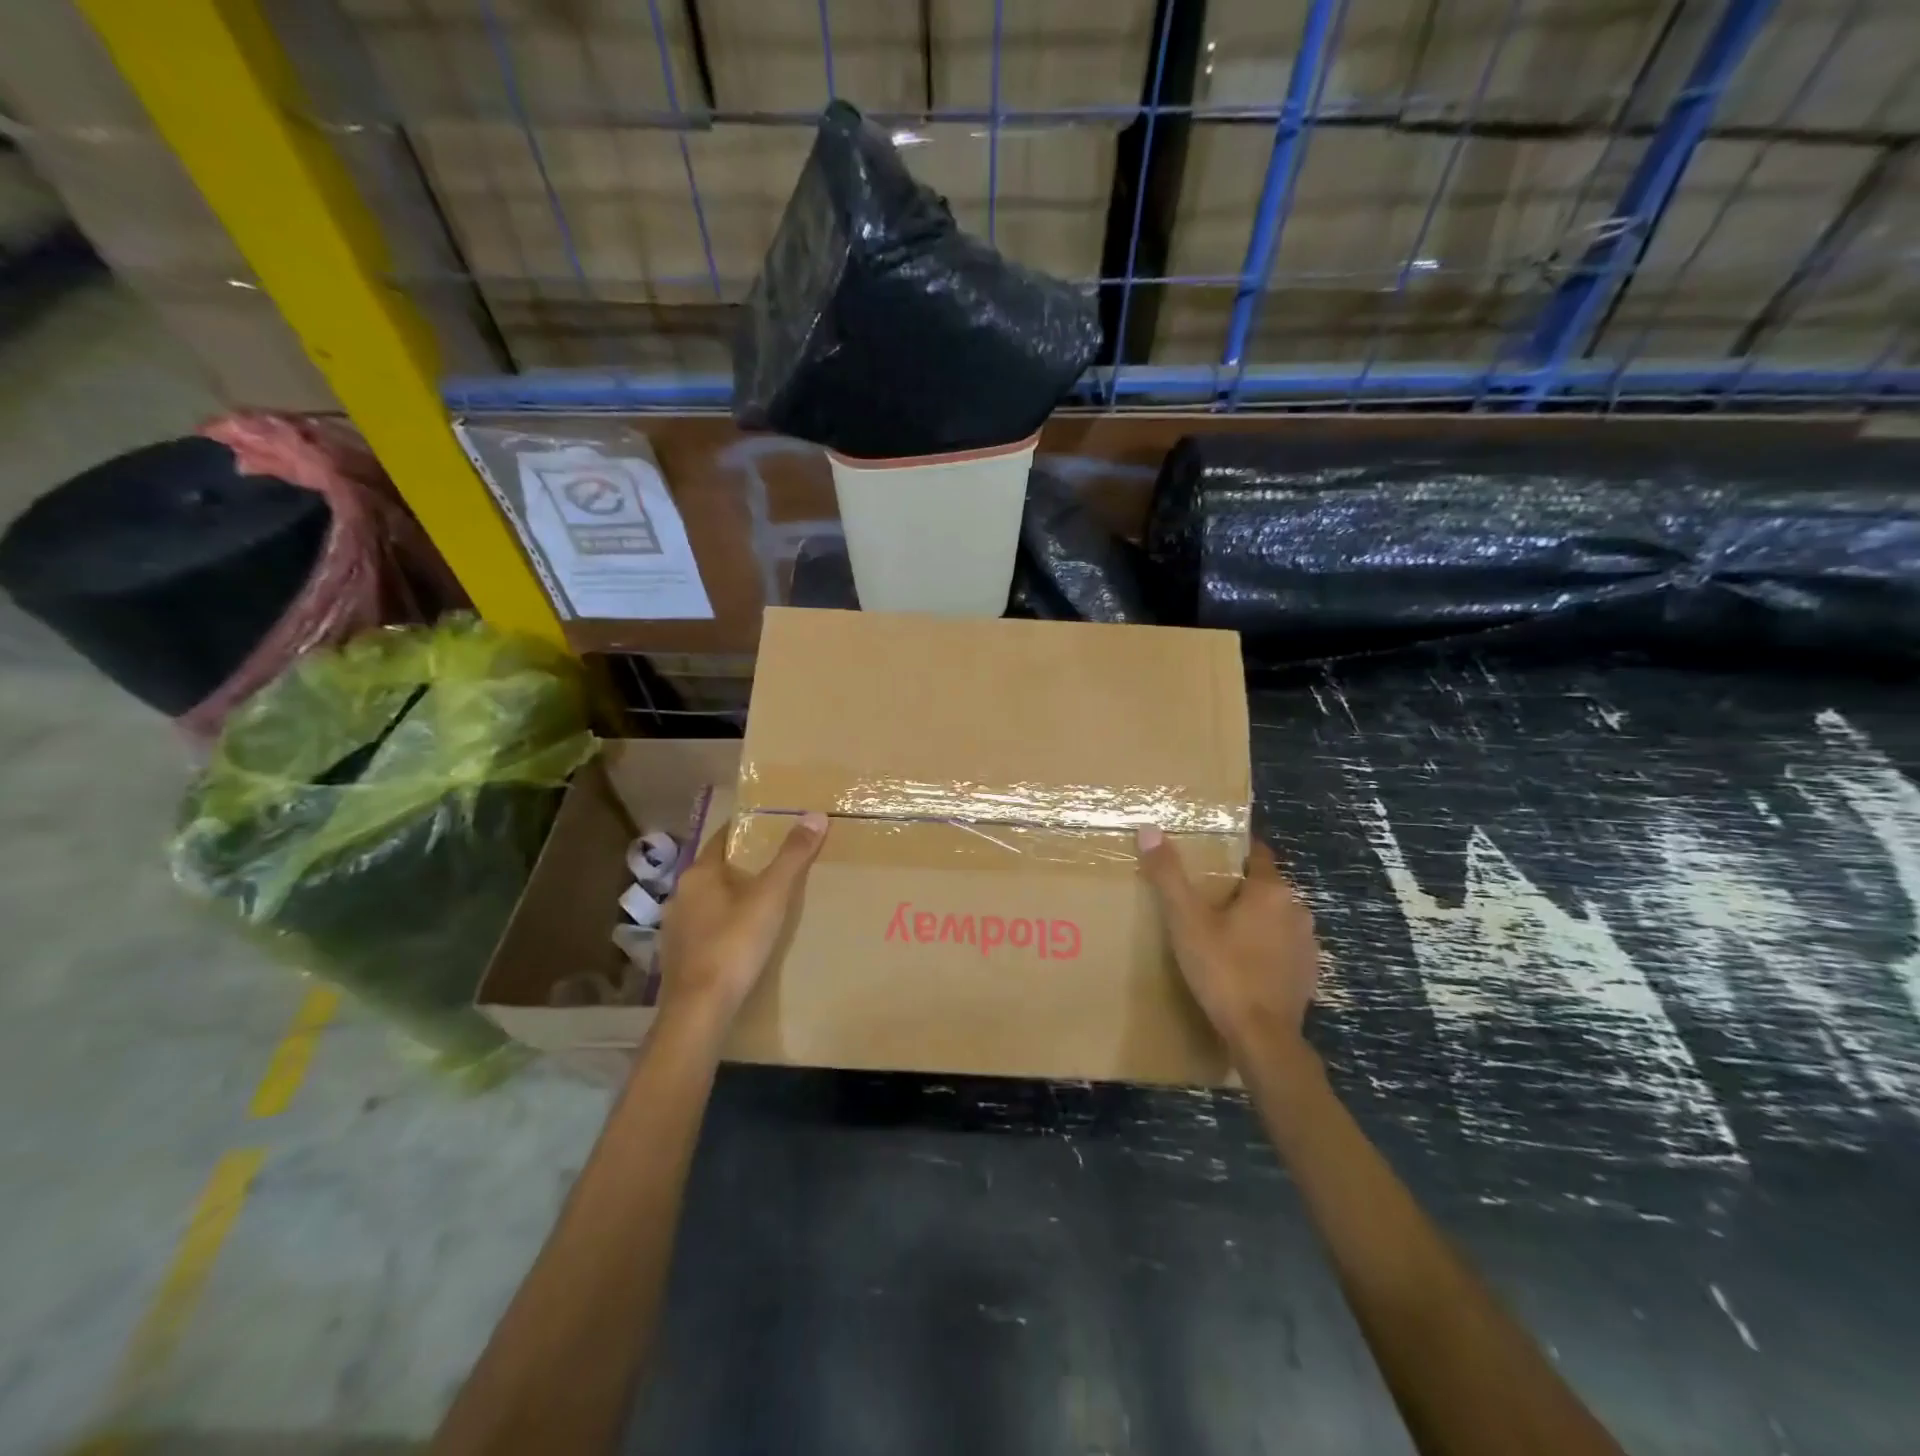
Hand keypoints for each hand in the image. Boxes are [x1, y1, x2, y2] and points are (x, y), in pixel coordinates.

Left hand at [659, 812, 828, 1022]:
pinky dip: (724, 925)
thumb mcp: (771, 896)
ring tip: (764, 903)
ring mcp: (675, 928)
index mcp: (698, 874)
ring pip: (709, 901)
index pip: (721, 838)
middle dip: (744, 867)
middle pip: (716, 870)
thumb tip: (814, 816)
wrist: (700, 1011)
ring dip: (732, 898)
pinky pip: (705, 929)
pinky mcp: (678, 957)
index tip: (771, 829)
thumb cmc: (734, 944)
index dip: (746, 832)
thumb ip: (792, 856)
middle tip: (777, 865)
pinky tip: (743, 938)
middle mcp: (680, 895)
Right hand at [1137, 828, 1319, 1059]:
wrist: (1262, 1038)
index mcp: (1271, 890)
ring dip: (1254, 918)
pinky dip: (1265, 947)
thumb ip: (1168, 875)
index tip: (1209, 854)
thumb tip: (1150, 829)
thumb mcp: (1186, 921)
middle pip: (1266, 885)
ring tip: (1220, 931)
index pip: (1256, 853)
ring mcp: (1307, 944)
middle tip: (1204, 896)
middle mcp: (1297, 909)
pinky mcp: (1308, 973)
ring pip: (1276, 917)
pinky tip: (1242, 962)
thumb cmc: (1223, 970)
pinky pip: (1283, 947)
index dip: (1233, 850)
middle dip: (1239, 887)